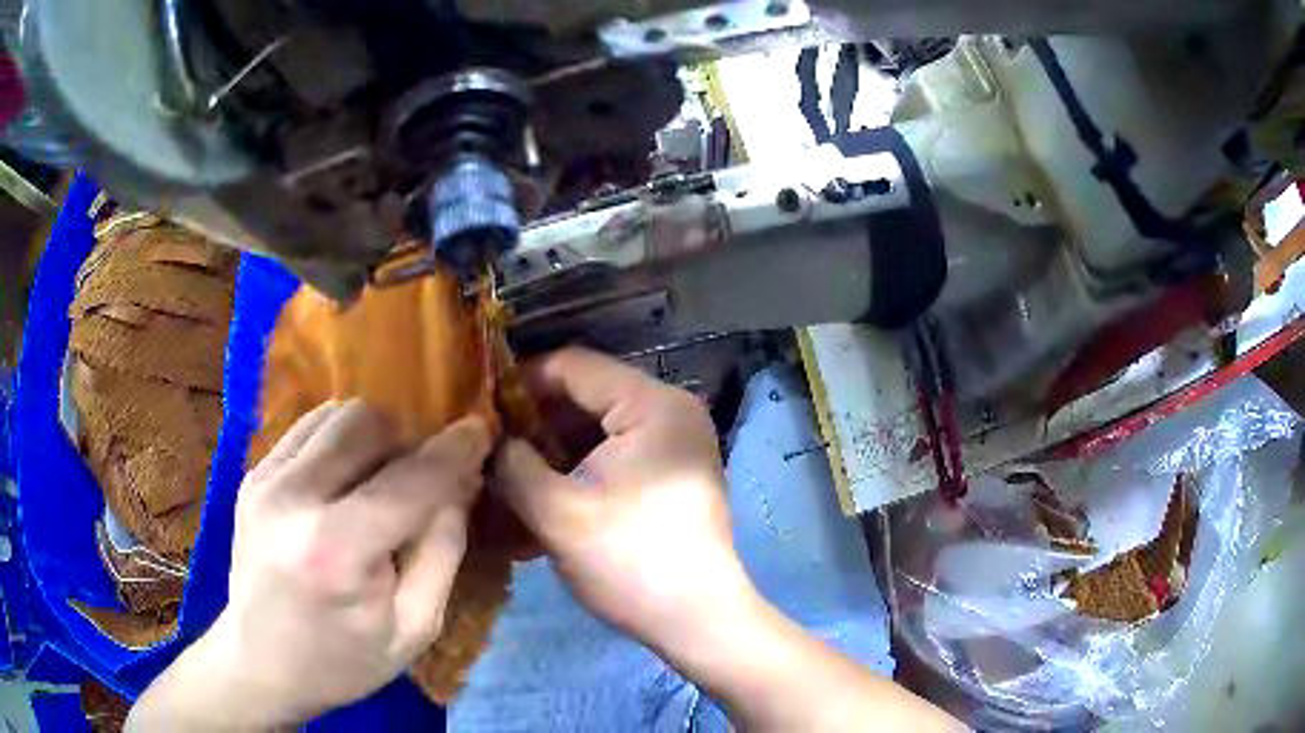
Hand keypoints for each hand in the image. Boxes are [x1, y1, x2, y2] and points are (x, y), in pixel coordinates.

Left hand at [129, 401, 490, 729]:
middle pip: (368, 424)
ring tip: (384, 475)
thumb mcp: (415, 627)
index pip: (410, 479)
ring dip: (374, 434)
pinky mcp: (252, 472)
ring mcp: (265, 478)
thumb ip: (443, 549)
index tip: (482, 429)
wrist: (260, 663)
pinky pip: (309, 427)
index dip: (454, 450)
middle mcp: (293, 498)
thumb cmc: (343, 661)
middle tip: (425, 472)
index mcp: (337, 552)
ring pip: (337, 414)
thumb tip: (460, 481)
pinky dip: (341, 439)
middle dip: (409, 438)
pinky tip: (347, 477)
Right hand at [492, 348, 754, 653]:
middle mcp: (671, 411)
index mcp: (653, 405)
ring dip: (554, 447)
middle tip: (489, 447)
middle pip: (587, 395)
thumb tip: (484, 440)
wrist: (698, 621)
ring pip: (599, 426)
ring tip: (510, 473)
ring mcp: (676, 443)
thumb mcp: (557, 514)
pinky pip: (616, 452)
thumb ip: (512, 465)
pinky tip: (545, 491)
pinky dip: (579, 466)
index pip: (573, 367)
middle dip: (535, 421)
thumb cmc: (630, 563)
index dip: (520, 383)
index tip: (478, 410)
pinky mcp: (672, 472)